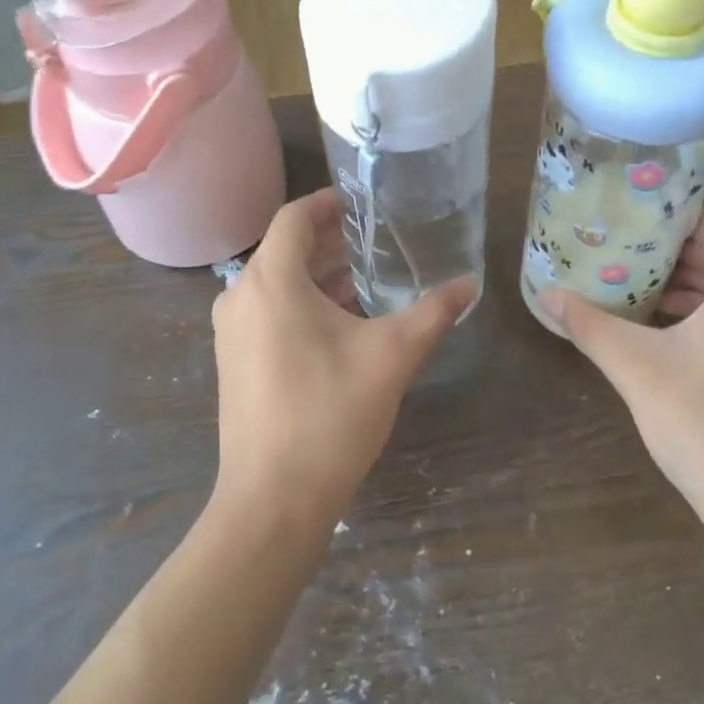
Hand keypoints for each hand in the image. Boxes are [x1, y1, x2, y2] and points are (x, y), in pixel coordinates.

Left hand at [211, 189, 475, 529]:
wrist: (273, 500)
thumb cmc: (329, 414)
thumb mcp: (392, 357)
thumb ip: (433, 313)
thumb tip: (470, 284)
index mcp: (271, 281)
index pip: (294, 217)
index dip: (328, 202)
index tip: (363, 203)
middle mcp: (241, 297)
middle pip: (286, 249)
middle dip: (331, 242)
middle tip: (377, 241)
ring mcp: (233, 332)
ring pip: (278, 284)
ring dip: (319, 276)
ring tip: (367, 280)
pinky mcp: (235, 361)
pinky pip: (269, 312)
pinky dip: (303, 304)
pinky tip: (342, 324)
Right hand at [543, 212, 703, 536]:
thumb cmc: (703, 423)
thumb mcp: (635, 368)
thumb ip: (591, 326)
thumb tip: (549, 295)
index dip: (689, 220)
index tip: (644, 222)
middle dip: (680, 256)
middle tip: (629, 254)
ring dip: (690, 289)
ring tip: (639, 292)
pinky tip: (664, 338)